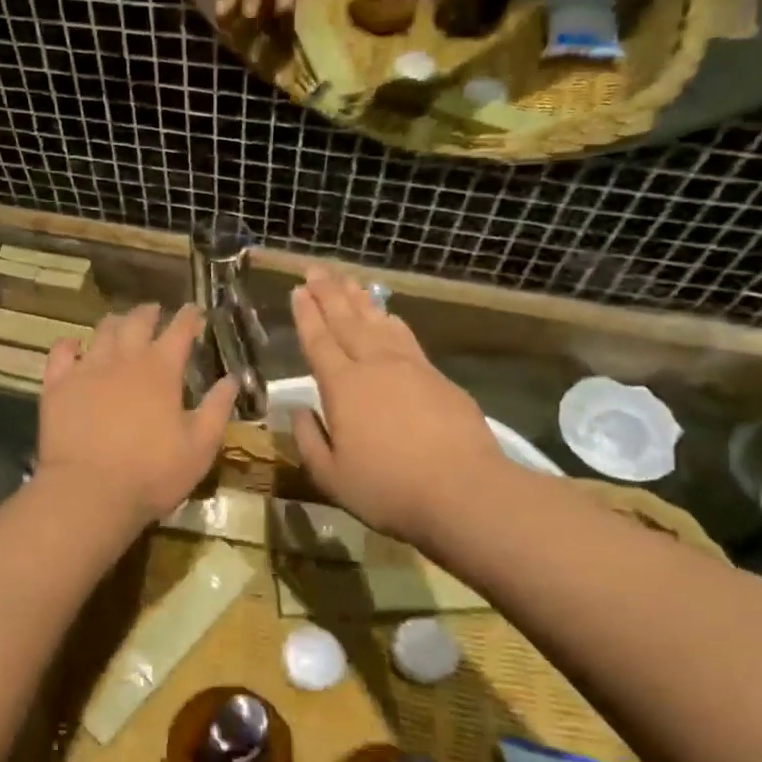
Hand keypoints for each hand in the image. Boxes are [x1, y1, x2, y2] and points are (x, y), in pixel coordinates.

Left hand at [37, 303, 237, 527]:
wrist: (89, 492)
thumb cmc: (152, 473)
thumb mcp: (200, 447)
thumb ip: (217, 409)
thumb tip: (232, 378)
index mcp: (161, 370)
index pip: (180, 330)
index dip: (189, 317)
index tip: (195, 311)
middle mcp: (124, 359)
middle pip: (137, 322)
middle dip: (149, 313)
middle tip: (155, 312)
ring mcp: (87, 369)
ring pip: (101, 331)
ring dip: (115, 323)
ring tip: (120, 324)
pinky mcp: (57, 385)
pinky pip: (61, 352)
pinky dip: (70, 343)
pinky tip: (74, 344)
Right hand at [289, 268, 506, 544]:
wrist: (463, 491)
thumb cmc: (387, 488)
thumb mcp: (331, 476)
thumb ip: (309, 440)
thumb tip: (298, 411)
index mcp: (342, 387)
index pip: (318, 342)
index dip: (306, 315)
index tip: (297, 290)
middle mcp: (374, 366)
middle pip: (347, 321)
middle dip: (329, 294)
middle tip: (317, 270)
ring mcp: (410, 368)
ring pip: (378, 323)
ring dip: (360, 300)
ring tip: (348, 281)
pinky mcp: (438, 378)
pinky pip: (406, 338)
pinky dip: (392, 321)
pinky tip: (388, 315)